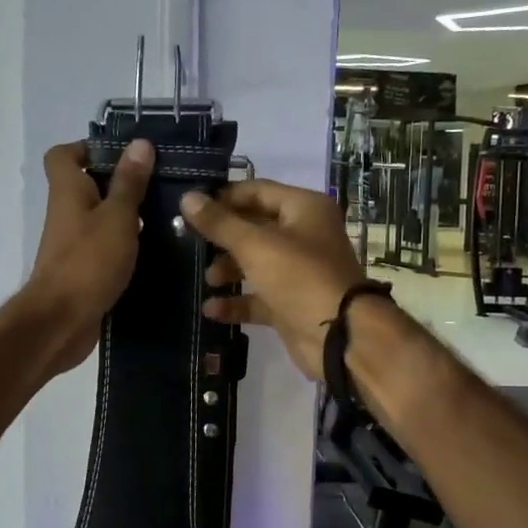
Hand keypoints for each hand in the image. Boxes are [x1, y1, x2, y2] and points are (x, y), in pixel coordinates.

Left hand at [22, 139, 154, 375]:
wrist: (61, 322)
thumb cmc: (88, 261)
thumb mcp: (118, 216)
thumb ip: (129, 182)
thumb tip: (140, 143)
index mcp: (68, 191)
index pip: (63, 155)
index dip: (89, 148)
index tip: (125, 155)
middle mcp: (67, 213)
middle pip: (88, 186)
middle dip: (122, 183)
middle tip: (161, 184)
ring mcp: (74, 244)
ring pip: (101, 219)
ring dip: (129, 217)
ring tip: (169, 215)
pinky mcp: (84, 270)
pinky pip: (106, 248)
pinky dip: (127, 246)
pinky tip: (158, 250)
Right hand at [178, 180, 370, 379]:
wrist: (339, 336)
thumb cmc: (300, 277)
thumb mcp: (255, 246)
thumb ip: (219, 223)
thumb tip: (187, 197)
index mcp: (304, 209)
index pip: (257, 191)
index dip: (224, 198)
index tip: (191, 208)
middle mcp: (303, 235)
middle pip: (254, 227)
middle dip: (222, 237)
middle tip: (189, 243)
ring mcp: (298, 271)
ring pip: (255, 263)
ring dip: (227, 270)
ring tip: (208, 279)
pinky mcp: (291, 303)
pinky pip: (258, 297)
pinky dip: (236, 302)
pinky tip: (211, 308)